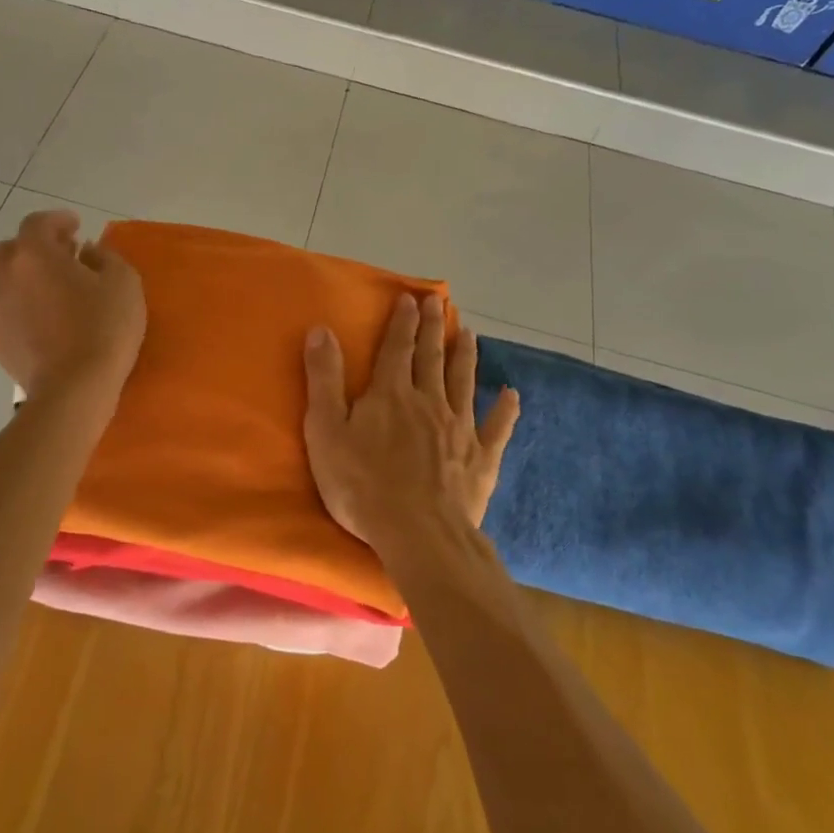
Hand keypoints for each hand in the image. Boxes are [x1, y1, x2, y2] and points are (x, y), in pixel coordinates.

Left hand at [0, 210, 145, 407]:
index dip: (57, 220)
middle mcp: (6, 275)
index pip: (38, 223)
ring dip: (11, 276)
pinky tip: (15, 320)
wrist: (76, 386)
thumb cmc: (104, 327)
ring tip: (36, 286)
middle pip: (8, 249)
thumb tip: (87, 252)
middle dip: (33, 247)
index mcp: (35, 254)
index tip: (76, 226)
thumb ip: (106, 257)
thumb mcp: (124, 281)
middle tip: (61, 256)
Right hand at [302, 292, 519, 552]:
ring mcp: (459, 428)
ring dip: (466, 356)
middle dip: (433, 327)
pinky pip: (497, 428)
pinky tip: (512, 395)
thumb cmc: (362, 484)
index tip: (411, 298)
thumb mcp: (326, 431)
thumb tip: (321, 329)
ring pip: (464, 382)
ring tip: (470, 334)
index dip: (402, 321)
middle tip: (439, 303)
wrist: (418, 534)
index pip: (396, 348)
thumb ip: (324, 379)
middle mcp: (429, 401)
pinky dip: (505, 410)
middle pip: (432, 357)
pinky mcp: (481, 459)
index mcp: (391, 394)